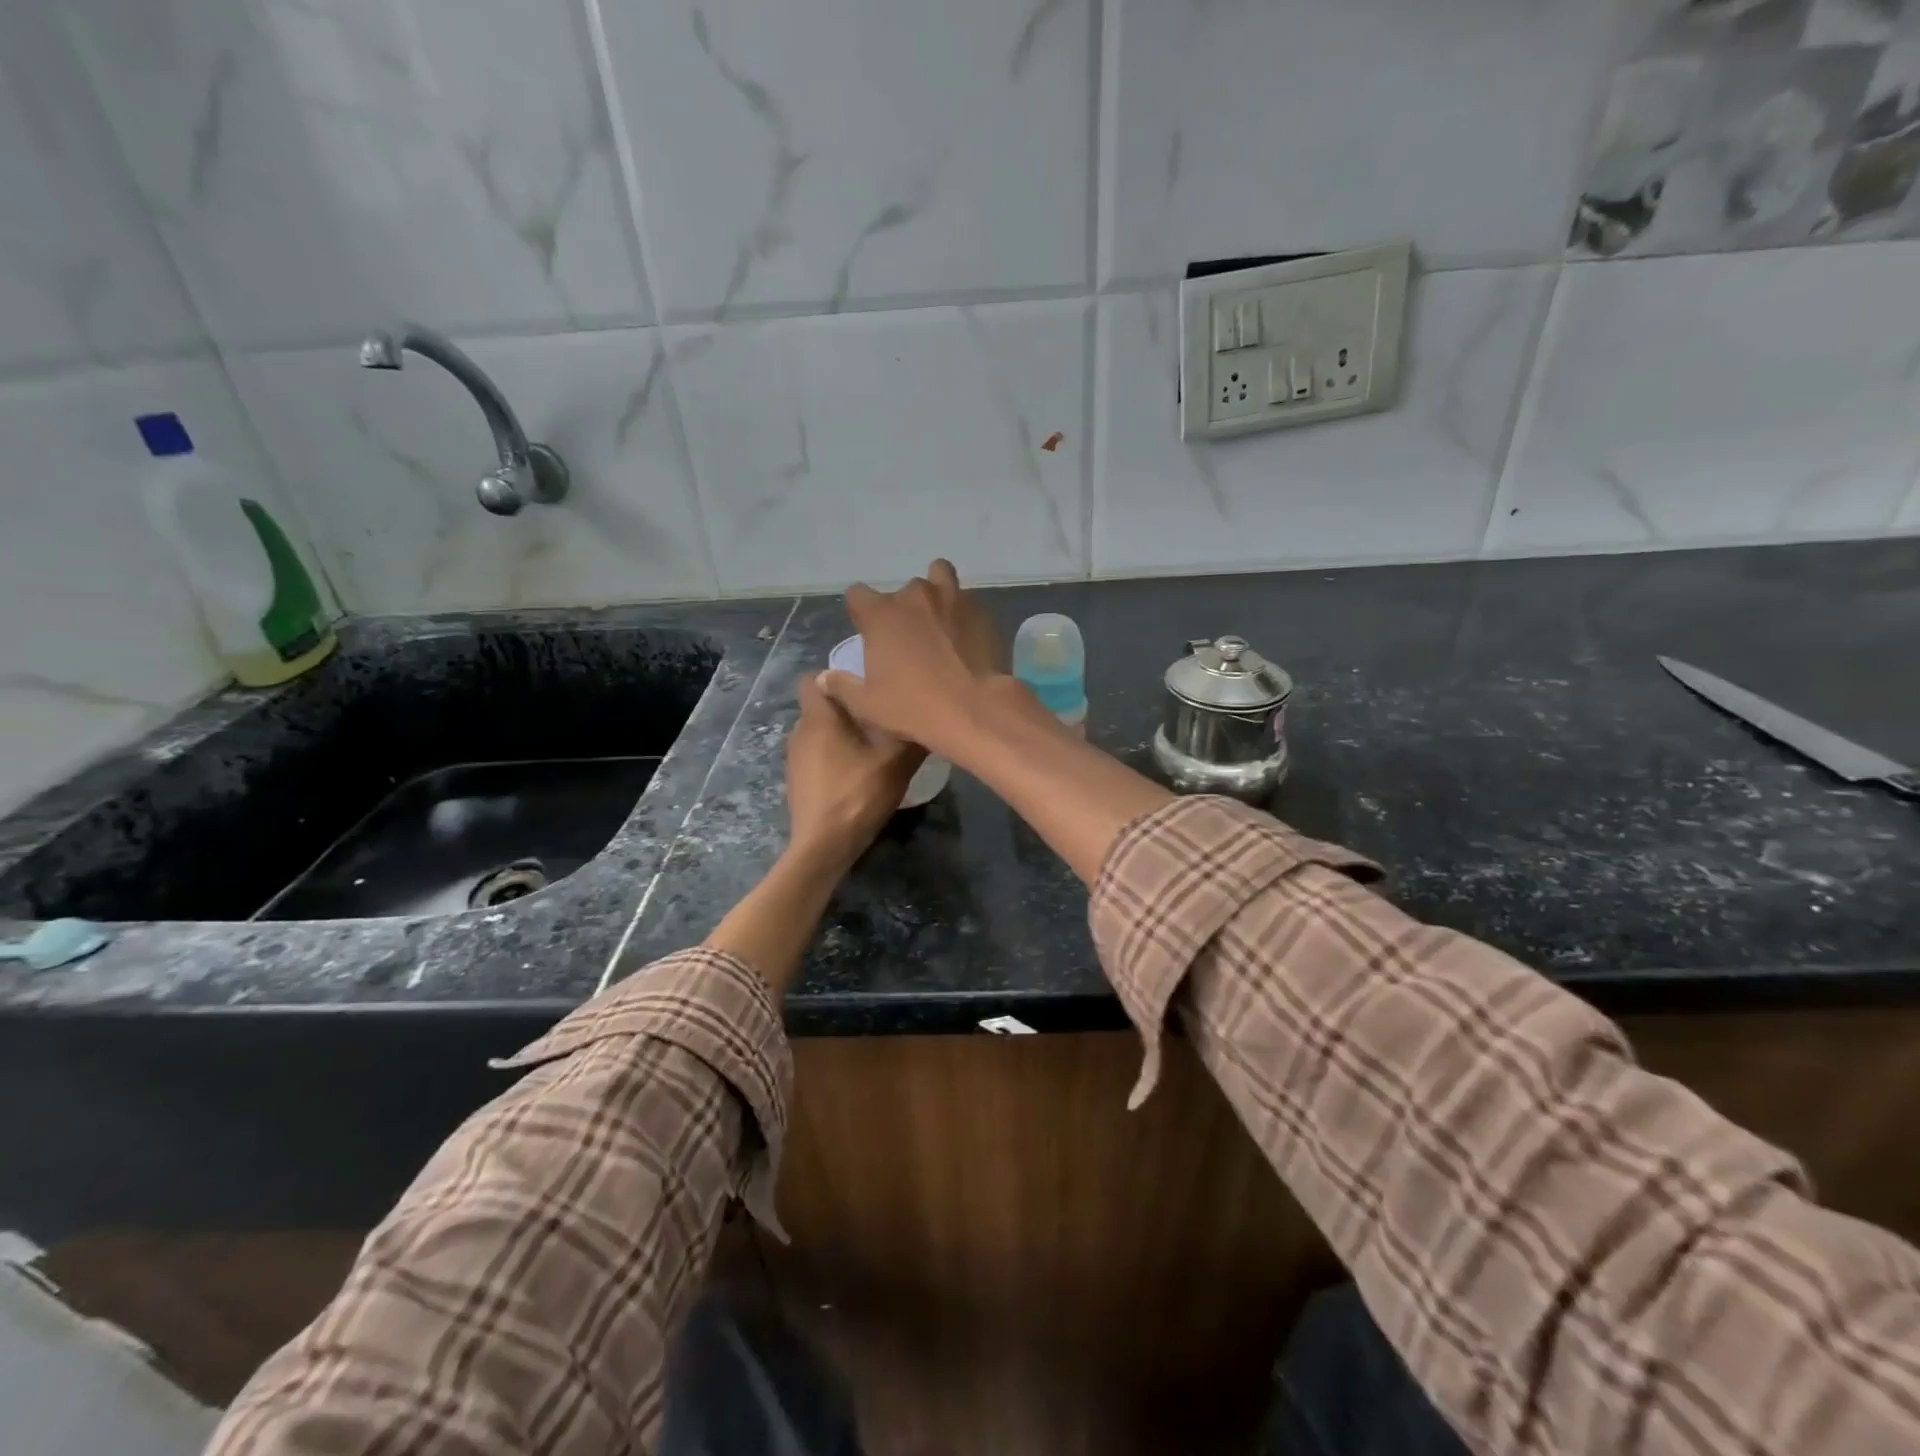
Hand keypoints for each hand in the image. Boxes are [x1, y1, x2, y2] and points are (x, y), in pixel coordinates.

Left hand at [786, 671, 923, 867]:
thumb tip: (928, 716)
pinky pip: (816, 756)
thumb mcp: (896, 763)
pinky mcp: (797, 781)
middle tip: (880, 718)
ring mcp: (795, 758)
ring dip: (842, 735)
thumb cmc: (856, 795)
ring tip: (872, 748)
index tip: (862, 687)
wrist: (822, 846)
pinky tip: (856, 776)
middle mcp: (800, 731)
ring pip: (819, 733)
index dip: (834, 677)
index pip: (812, 678)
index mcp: (819, 718)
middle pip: (821, 706)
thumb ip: (911, 736)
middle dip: (847, 709)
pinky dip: (834, 758)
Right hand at [817, 559, 1011, 757]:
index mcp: (881, 614)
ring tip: (940, 623)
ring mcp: (952, 598)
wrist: (975, 710)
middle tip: (910, 639)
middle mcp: (915, 596)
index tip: (868, 632)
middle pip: (902, 591)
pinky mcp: (982, 611)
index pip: (857, 594)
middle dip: (903, 609)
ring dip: (936, 595)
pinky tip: (966, 637)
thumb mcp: (868, 705)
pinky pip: (967, 601)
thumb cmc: (914, 707)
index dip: (860, 612)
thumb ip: (842, 686)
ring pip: (939, 578)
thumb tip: (823, 678)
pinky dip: (963, 613)